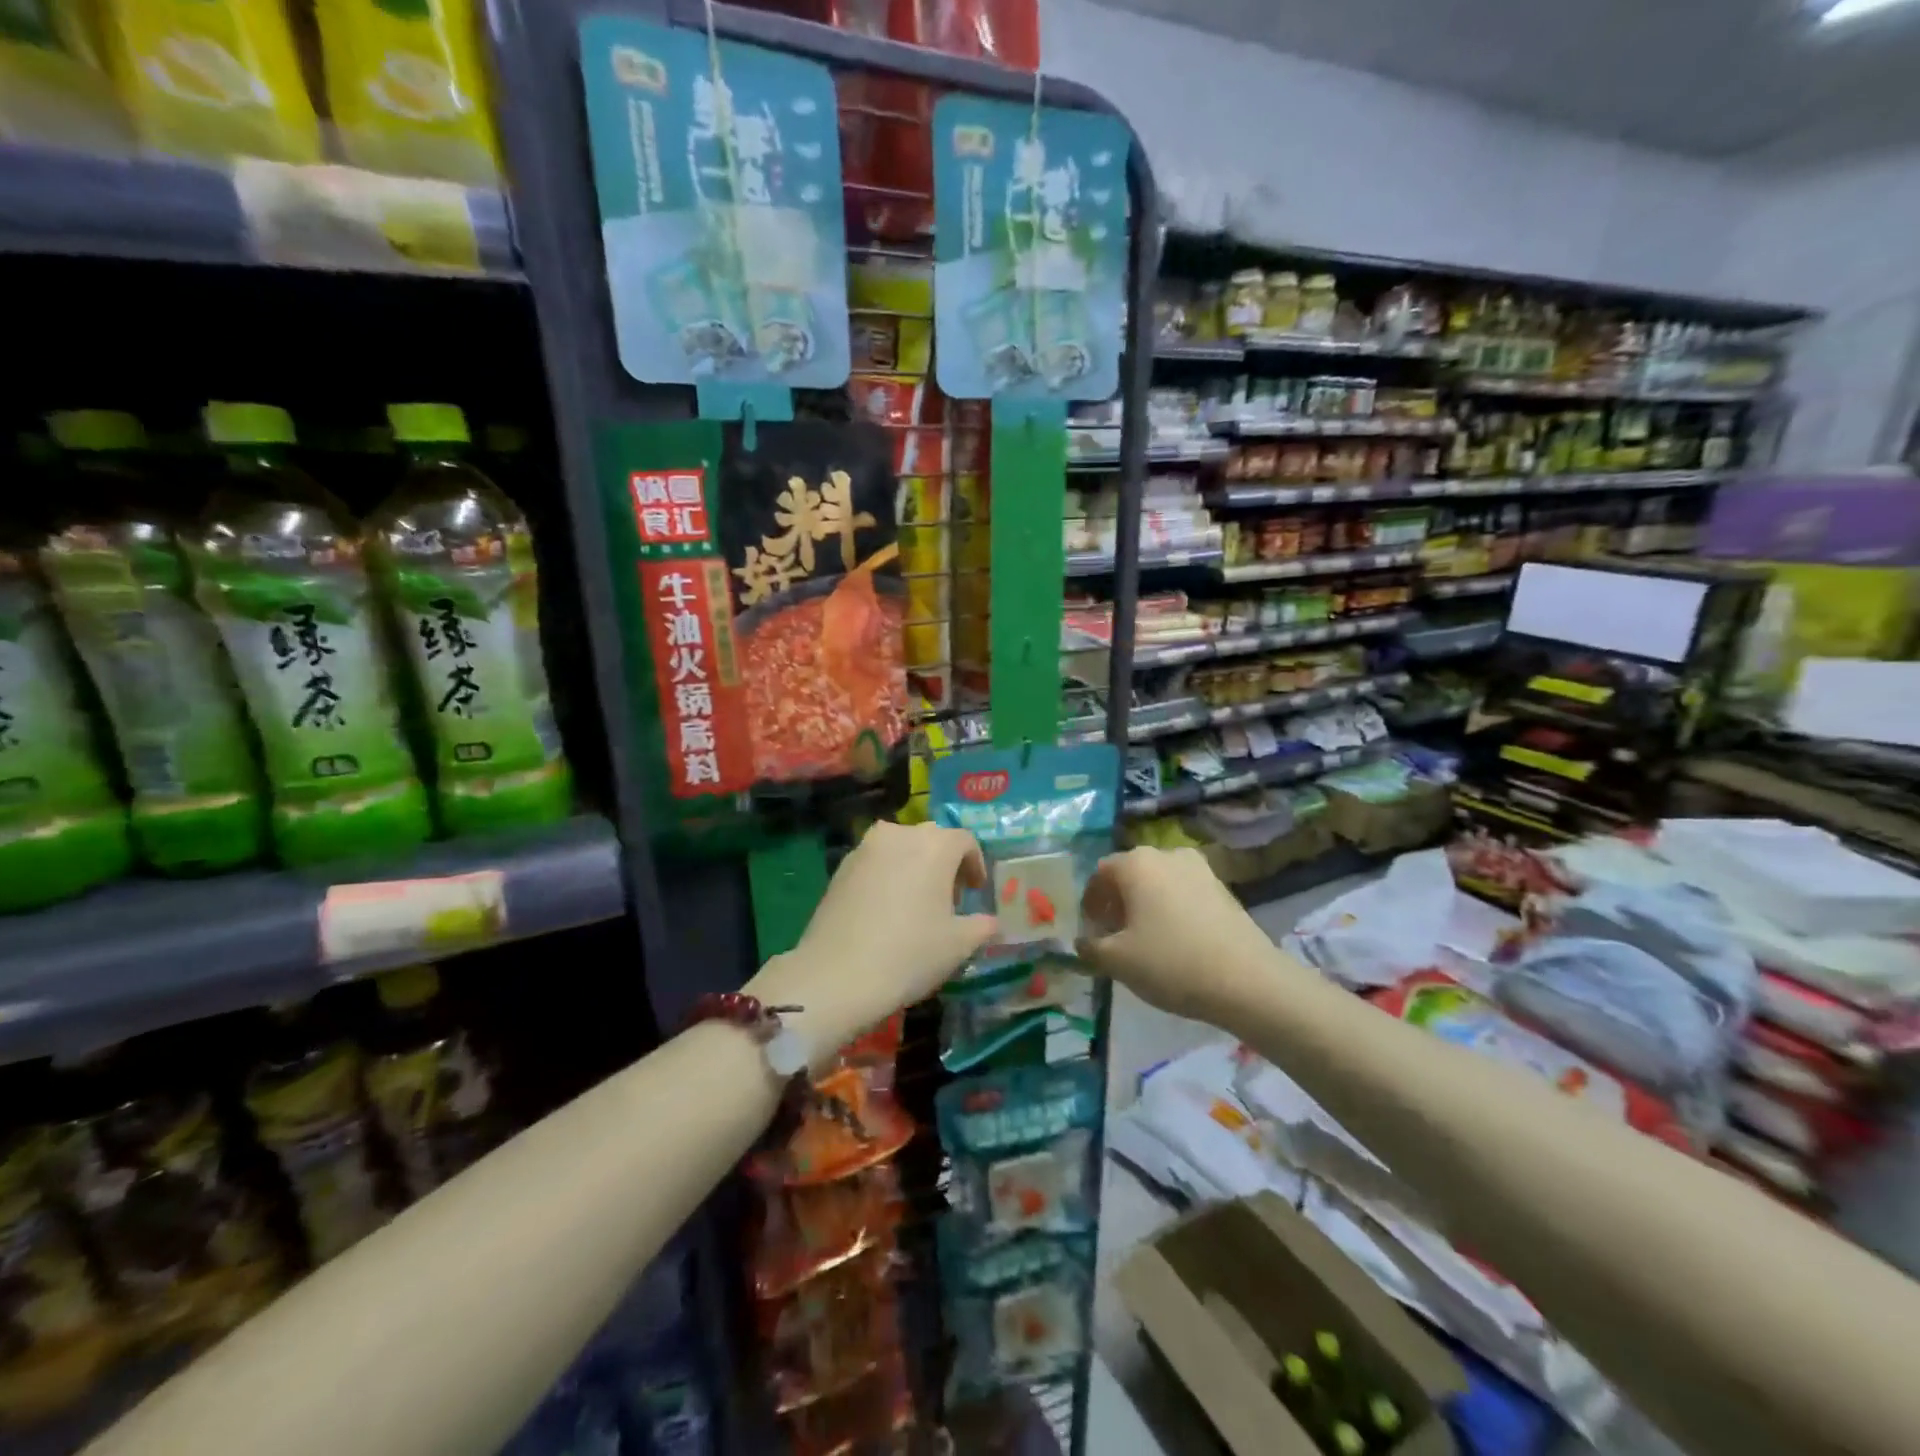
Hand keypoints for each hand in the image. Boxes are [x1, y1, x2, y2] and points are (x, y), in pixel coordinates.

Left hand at [746, 822, 995, 1062]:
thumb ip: (982, 926)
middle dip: (945, 863)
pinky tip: (887, 909)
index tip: (976, 891)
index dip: (975, 864)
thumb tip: (991, 922)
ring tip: (917, 902)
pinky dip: (888, 876)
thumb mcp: (959, 945)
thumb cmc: (910, 953)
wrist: (838, 975)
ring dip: (914, 866)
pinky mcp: (840, 867)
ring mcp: (865, 848)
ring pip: (900, 848)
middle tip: (949, 897)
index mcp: (935, 844)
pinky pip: (875, 862)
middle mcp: (900, 834)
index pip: (965, 841)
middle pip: (931, 839)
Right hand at [1077, 846, 1288, 1021]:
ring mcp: (1199, 868)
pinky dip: (1172, 909)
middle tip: (1114, 936)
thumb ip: (1090, 948)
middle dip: (1117, 902)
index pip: (1099, 873)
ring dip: (1145, 904)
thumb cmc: (1171, 963)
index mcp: (1136, 863)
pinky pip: (1184, 892)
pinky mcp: (1223, 887)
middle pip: (1130, 873)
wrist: (1247, 980)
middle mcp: (1166, 854)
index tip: (1091, 930)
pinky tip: (1175, 940)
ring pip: (1159, 882)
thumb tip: (1082, 942)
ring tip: (1145, 939)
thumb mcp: (1117, 961)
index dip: (1090, 902)